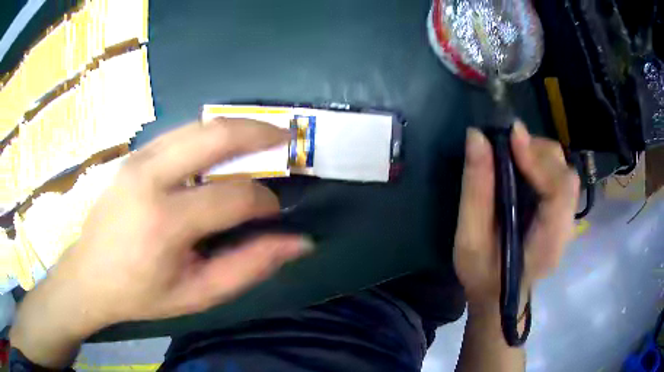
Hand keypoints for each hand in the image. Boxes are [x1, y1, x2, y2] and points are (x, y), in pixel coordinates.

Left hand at [11, 118, 311, 367]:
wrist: (89, 276)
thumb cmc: (142, 294)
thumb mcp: (199, 294)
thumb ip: (250, 266)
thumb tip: (299, 243)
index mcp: (165, 221)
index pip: (234, 196)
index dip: (265, 201)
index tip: (274, 212)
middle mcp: (149, 177)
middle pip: (217, 135)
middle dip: (260, 133)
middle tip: (286, 140)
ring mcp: (137, 159)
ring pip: (199, 126)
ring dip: (235, 129)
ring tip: (260, 141)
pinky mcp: (133, 155)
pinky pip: (180, 133)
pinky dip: (209, 137)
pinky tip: (219, 153)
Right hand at [454, 123, 579, 309]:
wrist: (500, 297)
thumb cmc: (483, 276)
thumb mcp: (469, 239)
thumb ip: (476, 190)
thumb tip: (477, 137)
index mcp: (548, 244)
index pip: (559, 192)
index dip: (539, 160)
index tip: (512, 137)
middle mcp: (565, 229)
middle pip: (566, 176)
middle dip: (539, 152)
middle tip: (508, 144)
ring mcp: (567, 220)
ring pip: (565, 172)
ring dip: (540, 154)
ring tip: (513, 153)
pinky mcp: (561, 212)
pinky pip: (559, 177)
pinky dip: (542, 162)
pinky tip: (523, 165)